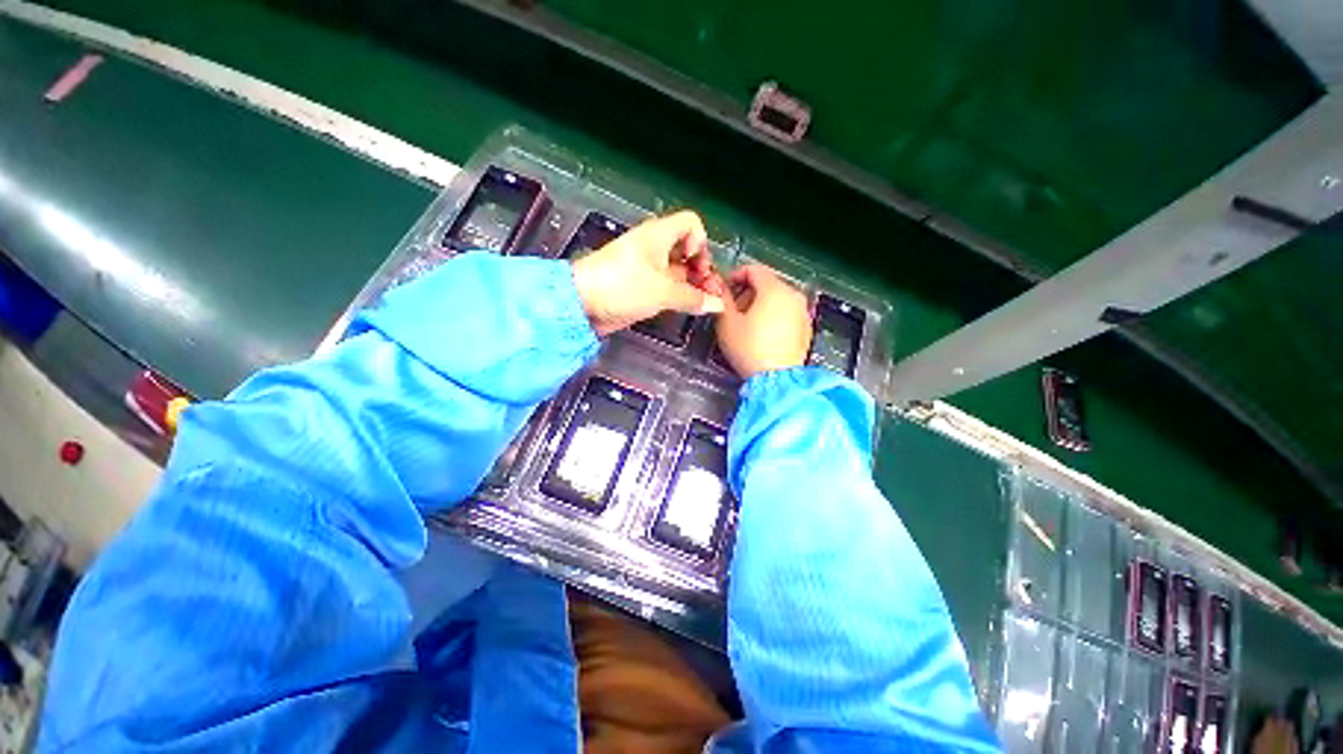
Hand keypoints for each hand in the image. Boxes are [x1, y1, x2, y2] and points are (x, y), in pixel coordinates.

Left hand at [571, 211, 725, 336]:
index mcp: (658, 235)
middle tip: (707, 290)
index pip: (691, 224)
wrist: (583, 304)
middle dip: (701, 268)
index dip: (700, 243)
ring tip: (701, 302)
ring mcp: (648, 267)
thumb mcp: (662, 292)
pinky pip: (668, 285)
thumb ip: (693, 298)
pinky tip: (687, 306)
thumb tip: (717, 304)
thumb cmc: (621, 287)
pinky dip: (679, 294)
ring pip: (679, 270)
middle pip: (688, 249)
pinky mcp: (642, 285)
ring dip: (692, 284)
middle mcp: (655, 247)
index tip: (697, 266)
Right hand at [715, 264, 811, 378]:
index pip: (753, 269)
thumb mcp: (727, 323)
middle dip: (747, 292)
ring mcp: (802, 312)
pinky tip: (762, 335)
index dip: (735, 276)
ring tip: (746, 324)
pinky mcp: (806, 328)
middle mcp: (793, 295)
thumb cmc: (749, 348)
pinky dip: (773, 316)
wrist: (777, 380)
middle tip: (732, 310)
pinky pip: (786, 313)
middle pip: (767, 283)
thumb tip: (718, 285)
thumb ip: (721, 298)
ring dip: (759, 305)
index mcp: (774, 289)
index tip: (723, 290)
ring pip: (777, 298)